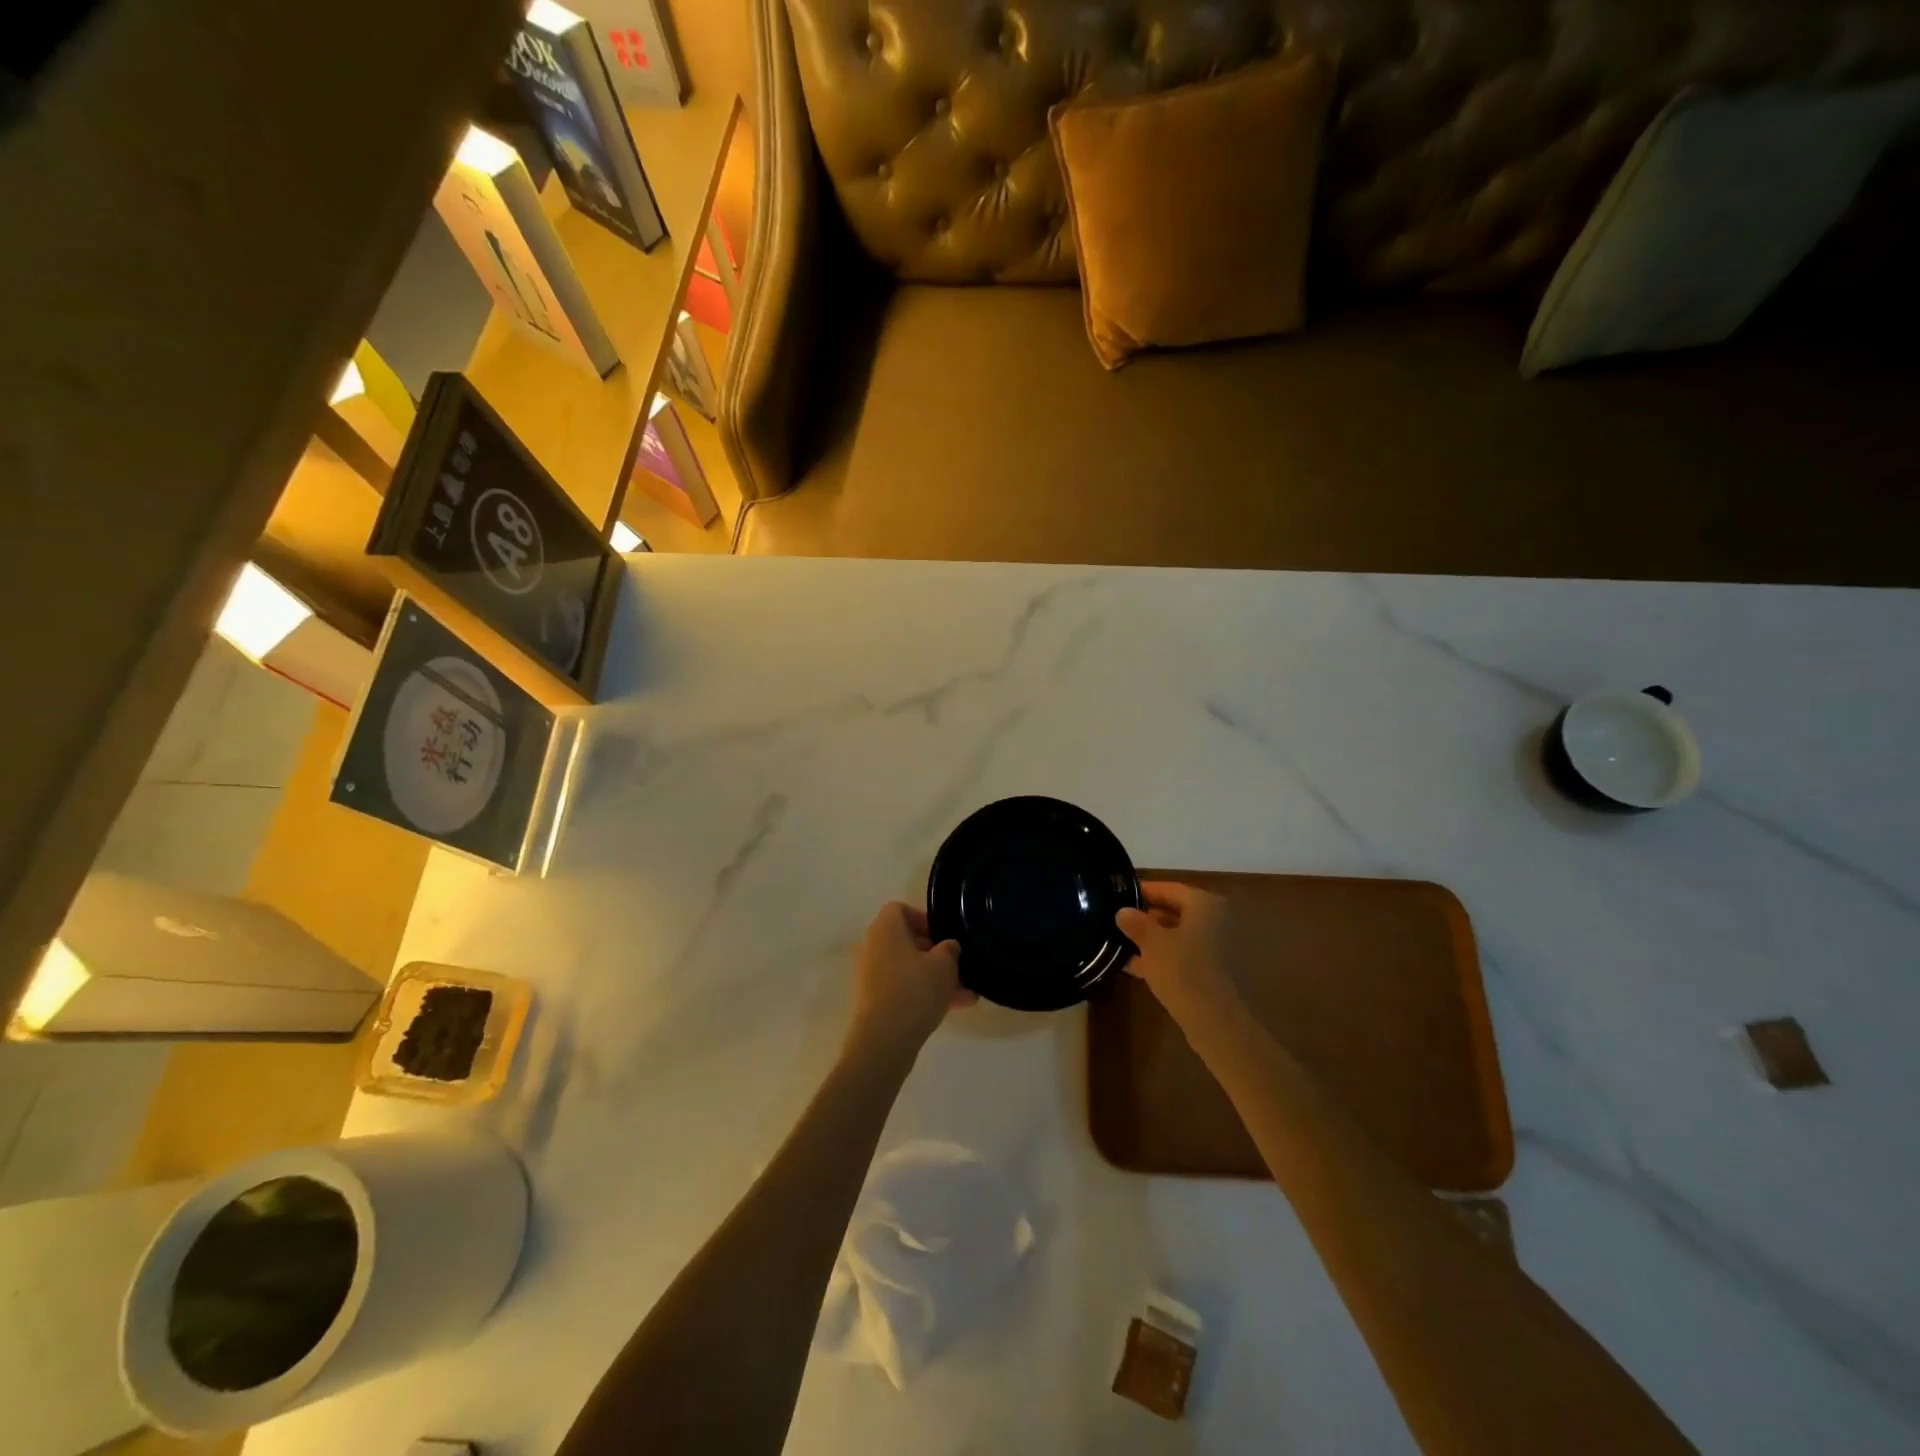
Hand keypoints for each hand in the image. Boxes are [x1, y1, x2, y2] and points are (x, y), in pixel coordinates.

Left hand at [847, 903, 974, 1061]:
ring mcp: (870, 976)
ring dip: (934, 977)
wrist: (884, 1041)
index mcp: (884, 929)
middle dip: (934, 953)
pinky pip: (902, 988)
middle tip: (957, 966)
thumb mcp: (944, 965)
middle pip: (905, 940)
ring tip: (966, 993)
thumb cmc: (914, 991)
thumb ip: (950, 949)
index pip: (900, 909)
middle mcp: (872, 947)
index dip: (924, 919)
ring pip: (907, 968)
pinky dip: (923, 993)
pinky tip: (955, 1008)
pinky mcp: (873, 1001)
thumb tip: (948, 947)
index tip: (943, 936)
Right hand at [1116, 881, 1240, 1023]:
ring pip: (1177, 934)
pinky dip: (1162, 956)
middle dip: (1146, 916)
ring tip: (1121, 943)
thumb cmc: (1182, 970)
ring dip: (1151, 938)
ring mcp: (1216, 945)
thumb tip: (1123, 911)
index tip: (1119, 896)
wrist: (1214, 1020)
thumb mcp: (1151, 943)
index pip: (1169, 888)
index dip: (1143, 891)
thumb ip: (1136, 923)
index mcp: (1204, 904)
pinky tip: (1135, 965)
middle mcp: (1215, 919)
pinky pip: (1183, 953)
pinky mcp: (1212, 968)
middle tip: (1117, 920)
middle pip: (1174, 910)